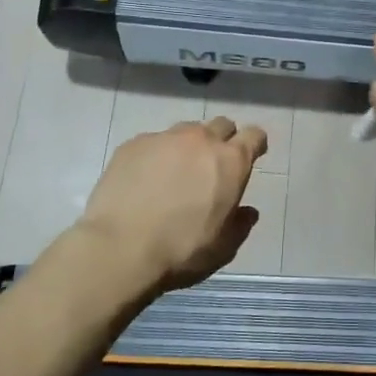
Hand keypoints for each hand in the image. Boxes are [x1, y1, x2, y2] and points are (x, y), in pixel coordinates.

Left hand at [77, 116, 268, 294]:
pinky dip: (156, 156)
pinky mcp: (132, 145)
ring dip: (189, 147)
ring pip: (186, 131)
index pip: (254, 135)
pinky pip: (153, 142)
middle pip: (221, 125)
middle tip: (213, 166)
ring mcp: (164, 138)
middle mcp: (200, 140)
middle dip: (223, 140)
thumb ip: (240, 224)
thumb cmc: (181, 250)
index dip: (255, 144)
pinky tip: (145, 180)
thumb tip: (247, 211)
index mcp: (230, 162)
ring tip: (176, 173)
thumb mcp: (223, 247)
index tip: (253, 155)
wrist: (119, 248)